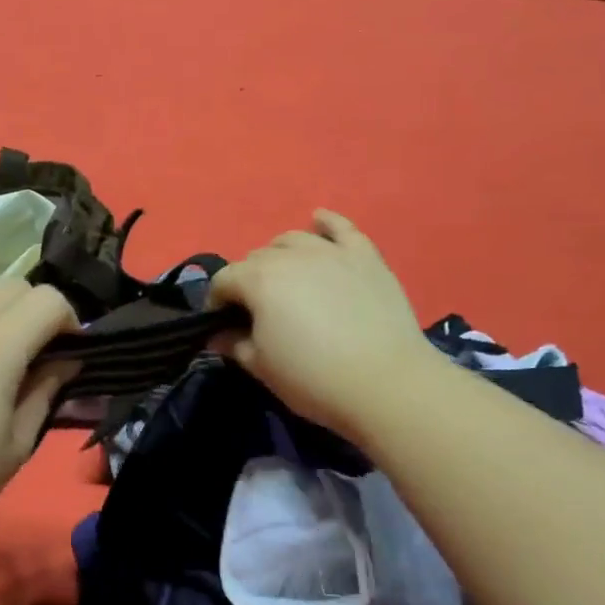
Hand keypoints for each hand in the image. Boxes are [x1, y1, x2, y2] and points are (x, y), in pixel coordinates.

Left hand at [0, 281, 78, 551]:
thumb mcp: (16, 446)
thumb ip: (46, 392)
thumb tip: (66, 361)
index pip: (48, 300)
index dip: (70, 321)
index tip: (69, 353)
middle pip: (16, 285)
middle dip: (39, 310)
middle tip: (39, 351)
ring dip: (3, 307)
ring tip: (1, 347)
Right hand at [206, 210, 429, 441]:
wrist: (386, 384)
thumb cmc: (314, 378)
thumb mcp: (262, 367)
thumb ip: (234, 344)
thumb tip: (218, 336)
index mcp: (259, 280)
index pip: (224, 280)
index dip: (217, 302)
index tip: (222, 325)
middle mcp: (291, 256)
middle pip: (257, 257)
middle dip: (248, 281)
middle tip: (258, 311)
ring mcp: (331, 252)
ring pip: (293, 239)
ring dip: (280, 255)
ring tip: (285, 278)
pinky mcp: (365, 257)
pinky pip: (341, 228)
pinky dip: (326, 222)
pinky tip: (318, 220)